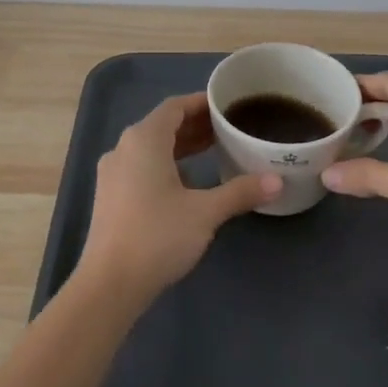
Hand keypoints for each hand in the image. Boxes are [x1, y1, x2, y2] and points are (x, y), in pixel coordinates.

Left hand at [78, 93, 280, 300]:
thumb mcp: (205, 212)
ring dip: (181, 146)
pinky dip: (166, 165)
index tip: (227, 105)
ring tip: (214, 150)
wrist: (110, 283)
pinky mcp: (110, 196)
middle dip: (195, 125)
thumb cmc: (158, 236)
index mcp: (144, 140)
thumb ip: (240, 192)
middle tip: (228, 128)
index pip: (174, 107)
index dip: (201, 103)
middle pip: (162, 126)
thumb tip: (277, 181)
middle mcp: (123, 148)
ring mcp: (112, 173)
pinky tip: (188, 182)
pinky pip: (141, 166)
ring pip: (151, 148)